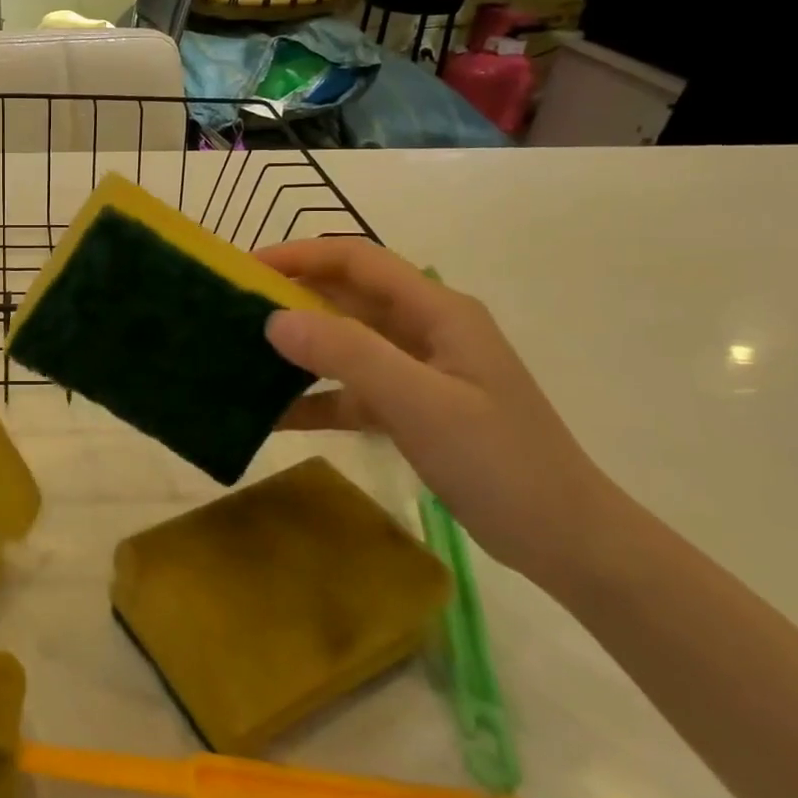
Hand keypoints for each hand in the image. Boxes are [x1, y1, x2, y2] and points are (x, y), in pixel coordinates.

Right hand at [258, 240, 613, 577]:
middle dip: (290, 299)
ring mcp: (418, 372)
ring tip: (241, 356)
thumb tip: (273, 319)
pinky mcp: (411, 410)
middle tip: (231, 312)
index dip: (301, 255)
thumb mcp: (421, 403)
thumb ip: (348, 355)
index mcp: (437, 311)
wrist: (566, 541)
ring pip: (345, 345)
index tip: (245, 267)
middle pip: (346, 299)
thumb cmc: (501, 462)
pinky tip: (271, 416)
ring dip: (298, 349)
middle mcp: (425, 331)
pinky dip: (314, 399)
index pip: (358, 261)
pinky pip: (351, 393)